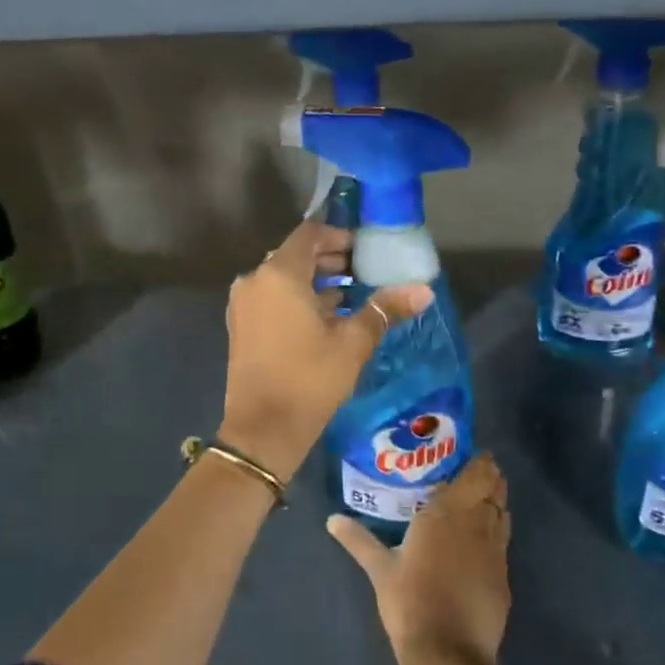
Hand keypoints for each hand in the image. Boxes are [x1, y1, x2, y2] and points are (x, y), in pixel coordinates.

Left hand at [219, 221, 433, 482]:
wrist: (262, 430)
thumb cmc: (309, 379)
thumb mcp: (353, 343)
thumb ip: (384, 309)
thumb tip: (424, 290)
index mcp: (278, 274)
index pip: (309, 234)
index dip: (339, 236)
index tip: (365, 250)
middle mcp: (254, 280)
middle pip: (295, 255)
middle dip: (330, 260)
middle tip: (363, 272)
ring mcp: (243, 304)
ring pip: (282, 278)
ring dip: (315, 281)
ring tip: (351, 296)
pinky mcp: (241, 325)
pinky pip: (271, 297)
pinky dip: (296, 299)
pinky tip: (326, 318)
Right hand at [327, 455, 511, 664]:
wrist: (449, 654)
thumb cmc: (410, 601)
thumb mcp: (379, 568)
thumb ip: (358, 539)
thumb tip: (331, 519)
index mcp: (446, 512)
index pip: (474, 474)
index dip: (478, 461)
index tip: (471, 452)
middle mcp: (475, 523)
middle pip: (493, 488)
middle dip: (489, 476)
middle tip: (475, 471)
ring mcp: (495, 550)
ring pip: (502, 512)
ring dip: (496, 500)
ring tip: (481, 497)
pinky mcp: (503, 576)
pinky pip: (504, 541)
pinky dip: (497, 530)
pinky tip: (483, 538)